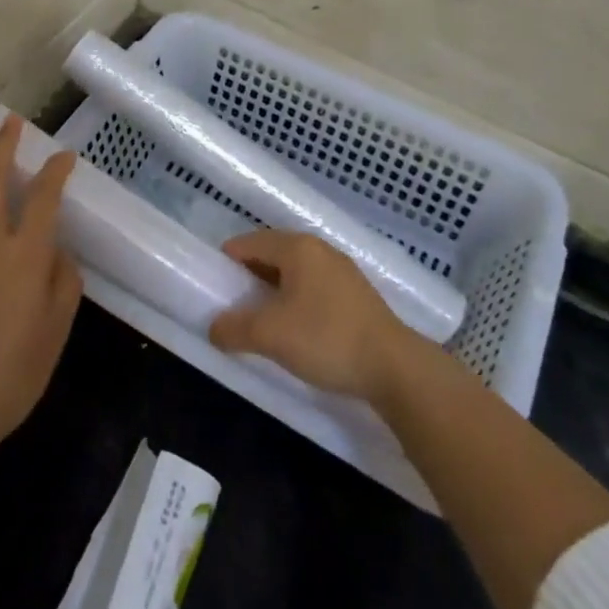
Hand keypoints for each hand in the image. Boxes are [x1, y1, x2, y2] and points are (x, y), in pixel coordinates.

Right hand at [208, 230, 423, 403]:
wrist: (394, 367)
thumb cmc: (326, 339)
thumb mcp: (271, 335)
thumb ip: (235, 328)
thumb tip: (214, 328)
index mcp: (297, 247)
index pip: (250, 242)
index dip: (228, 260)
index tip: (214, 283)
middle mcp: (319, 249)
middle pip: (272, 253)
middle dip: (249, 275)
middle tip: (233, 302)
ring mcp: (341, 269)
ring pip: (294, 271)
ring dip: (273, 289)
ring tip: (260, 317)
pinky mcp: (356, 293)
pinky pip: (313, 285)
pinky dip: (295, 298)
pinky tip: (294, 326)